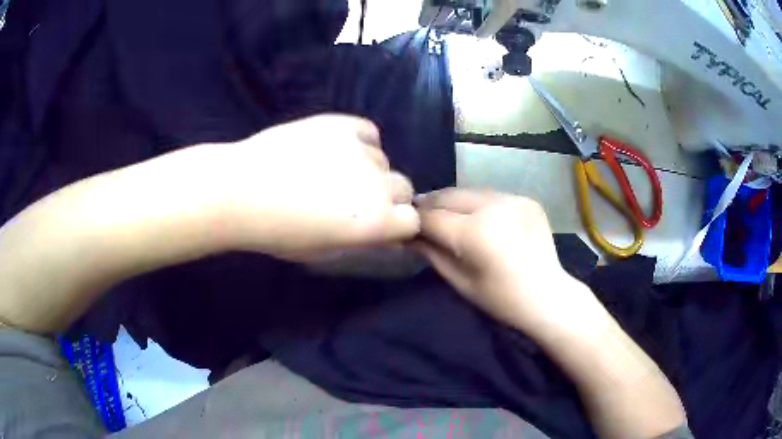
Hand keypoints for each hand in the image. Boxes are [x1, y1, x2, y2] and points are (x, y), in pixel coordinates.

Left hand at [195, 114, 419, 259]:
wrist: (240, 190)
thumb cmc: (277, 232)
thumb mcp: (323, 251)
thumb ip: (361, 240)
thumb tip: (380, 233)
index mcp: (376, 221)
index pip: (411, 220)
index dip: (396, 224)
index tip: (377, 224)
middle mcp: (378, 184)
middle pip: (403, 187)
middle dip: (386, 196)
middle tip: (354, 199)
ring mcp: (362, 150)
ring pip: (383, 160)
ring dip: (369, 169)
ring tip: (334, 171)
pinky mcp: (343, 124)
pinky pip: (368, 133)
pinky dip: (361, 142)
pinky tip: (337, 149)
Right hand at [414, 188, 601, 333]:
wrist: (549, 296)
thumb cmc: (502, 299)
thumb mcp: (461, 281)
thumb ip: (433, 253)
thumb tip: (410, 236)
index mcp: (474, 232)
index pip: (432, 217)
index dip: (415, 221)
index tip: (406, 226)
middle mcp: (493, 206)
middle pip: (449, 196)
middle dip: (432, 204)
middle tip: (421, 215)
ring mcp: (513, 199)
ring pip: (470, 192)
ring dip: (455, 202)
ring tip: (448, 215)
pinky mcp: (526, 199)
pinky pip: (493, 196)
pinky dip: (480, 204)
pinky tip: (481, 219)